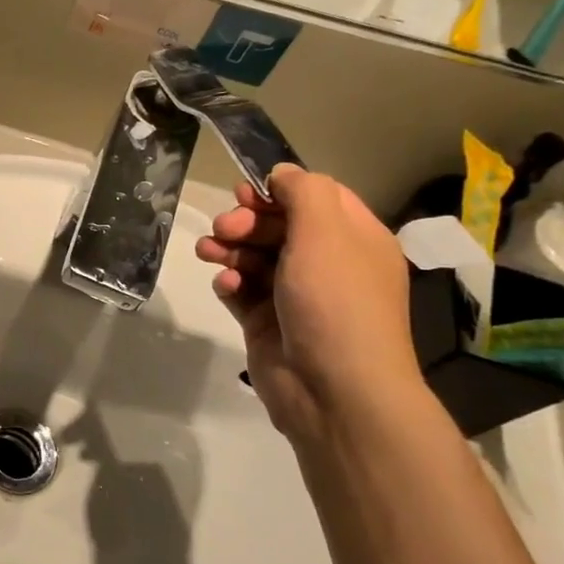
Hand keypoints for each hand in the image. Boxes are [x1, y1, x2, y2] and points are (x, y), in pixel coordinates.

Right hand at [197, 165, 421, 447]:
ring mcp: (296, 295)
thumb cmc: (335, 302)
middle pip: (278, 225)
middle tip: (224, 228)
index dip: (278, 190)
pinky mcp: (267, 322)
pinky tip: (226, 286)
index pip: (315, 198)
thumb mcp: (326, 233)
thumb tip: (282, 174)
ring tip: (209, 253)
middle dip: (246, 221)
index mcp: (354, 240)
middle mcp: (328, 264)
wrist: (333, 390)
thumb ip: (303, 192)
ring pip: (254, 256)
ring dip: (229, 248)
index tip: (246, 192)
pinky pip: (242, 289)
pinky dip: (230, 282)